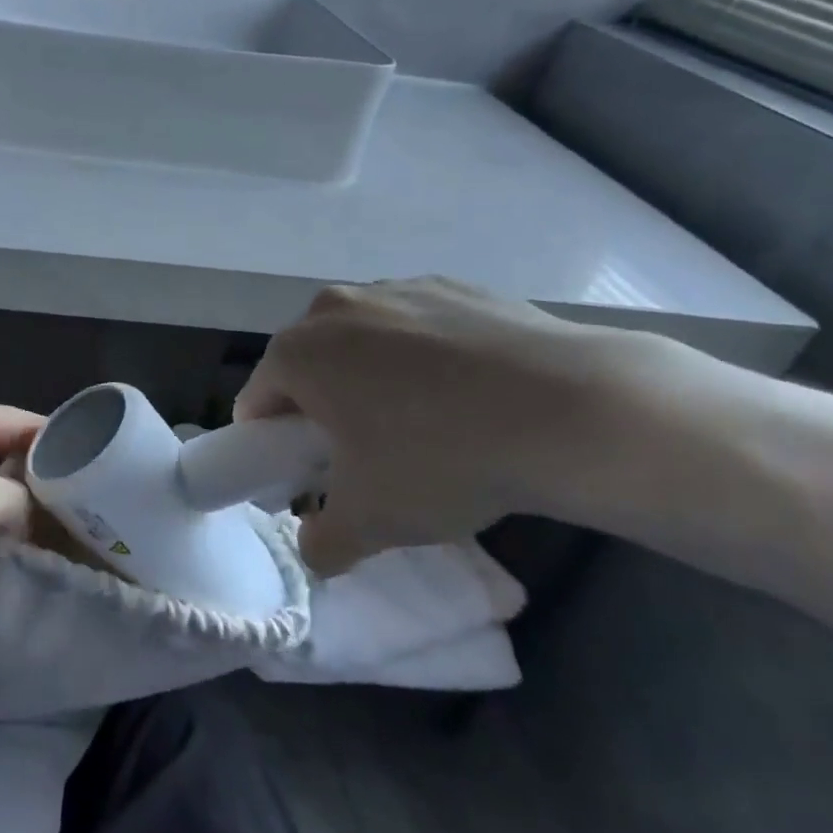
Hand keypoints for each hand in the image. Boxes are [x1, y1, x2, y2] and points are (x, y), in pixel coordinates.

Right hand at [236, 278, 651, 574]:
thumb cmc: (443, 459)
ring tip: (430, 425)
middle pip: (308, 367)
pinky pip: (416, 327)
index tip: (311, 478)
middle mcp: (332, 308)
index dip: (275, 447)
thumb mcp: (371, 523)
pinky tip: (472, 394)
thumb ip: (322, 544)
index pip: (258, 403)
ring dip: (373, 379)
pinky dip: (425, 357)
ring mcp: (395, 288)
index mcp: (296, 352)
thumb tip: (317, 547)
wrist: (575, 410)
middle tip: (370, 457)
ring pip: (361, 343)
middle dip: (324, 409)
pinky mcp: (451, 285)